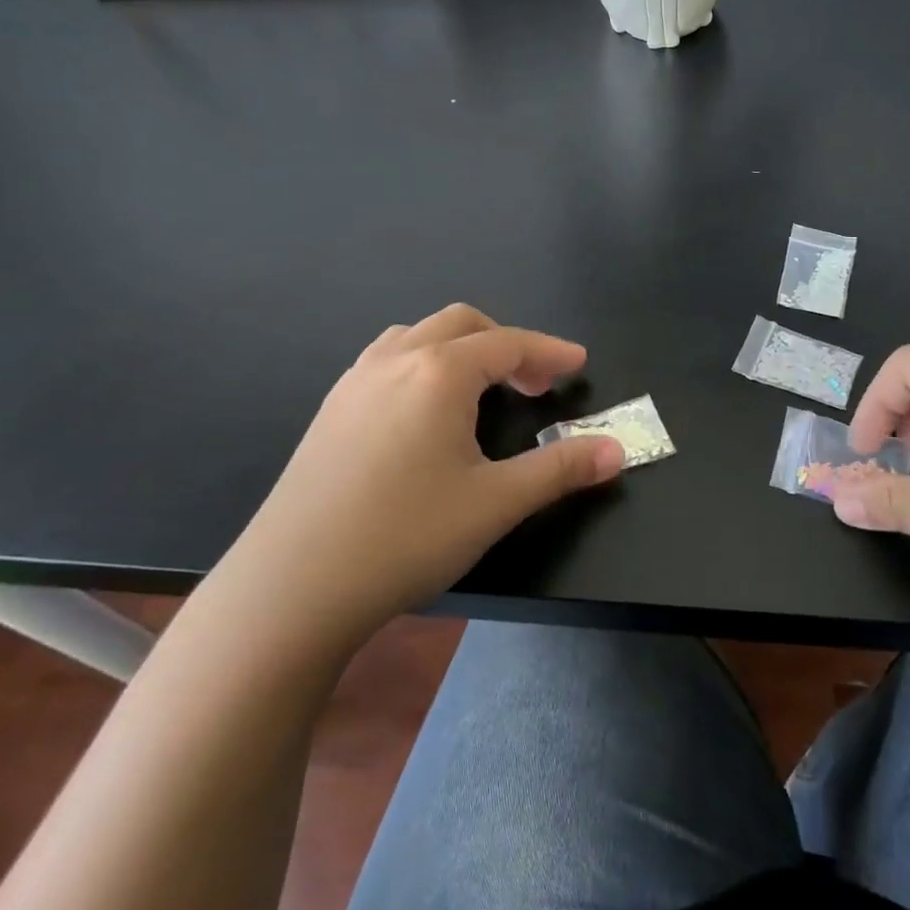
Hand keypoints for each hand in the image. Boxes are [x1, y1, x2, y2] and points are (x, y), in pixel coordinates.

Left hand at [227, 305, 623, 643]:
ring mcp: (355, 381)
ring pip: (418, 335)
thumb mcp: (496, 503)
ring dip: (459, 348)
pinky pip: (386, 360)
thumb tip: (618, 450)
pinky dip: (422, 364)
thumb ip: (561, 469)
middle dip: (506, 344)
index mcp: (439, 372)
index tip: (578, 363)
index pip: (508, 343)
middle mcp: (395, 360)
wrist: (291, 586)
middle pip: (462, 324)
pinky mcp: (330, 409)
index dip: (549, 351)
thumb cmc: (405, 536)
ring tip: (480, 389)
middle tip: (534, 384)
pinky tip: (423, 412)